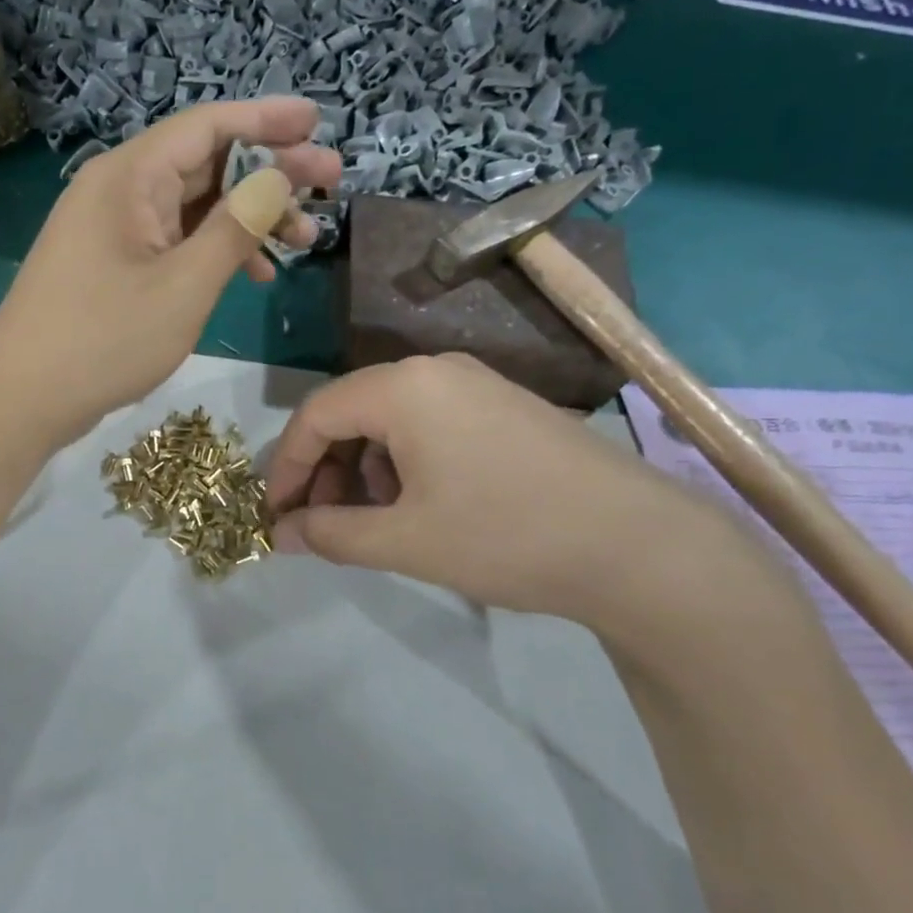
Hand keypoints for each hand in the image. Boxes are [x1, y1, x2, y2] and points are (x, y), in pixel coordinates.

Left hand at [0, 98, 339, 447]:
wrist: (22, 398)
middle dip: (270, 171)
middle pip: (206, 162)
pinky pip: (177, 239)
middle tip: (331, 182)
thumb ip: (234, 229)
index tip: (317, 122)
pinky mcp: (117, 262)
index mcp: (129, 177)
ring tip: (306, 238)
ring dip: (251, 217)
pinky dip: (218, 249)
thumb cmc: (103, 340)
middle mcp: (121, 189)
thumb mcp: (183, 286)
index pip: (207, 126)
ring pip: (196, 205)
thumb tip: (277, 177)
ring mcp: (116, 228)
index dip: (266, 119)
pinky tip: (256, 274)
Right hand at [265, 354, 764, 637]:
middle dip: (328, 469)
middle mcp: (436, 370)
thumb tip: (281, 534)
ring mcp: (477, 384)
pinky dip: (407, 461)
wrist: (636, 543)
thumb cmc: (505, 536)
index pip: (316, 414)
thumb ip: (331, 534)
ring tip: (377, 520)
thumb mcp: (405, 541)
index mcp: (404, 387)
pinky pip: (432, 423)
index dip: (288, 467)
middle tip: (324, 524)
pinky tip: (423, 504)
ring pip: (393, 418)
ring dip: (367, 468)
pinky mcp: (506, 407)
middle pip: (353, 411)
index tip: (276, 515)